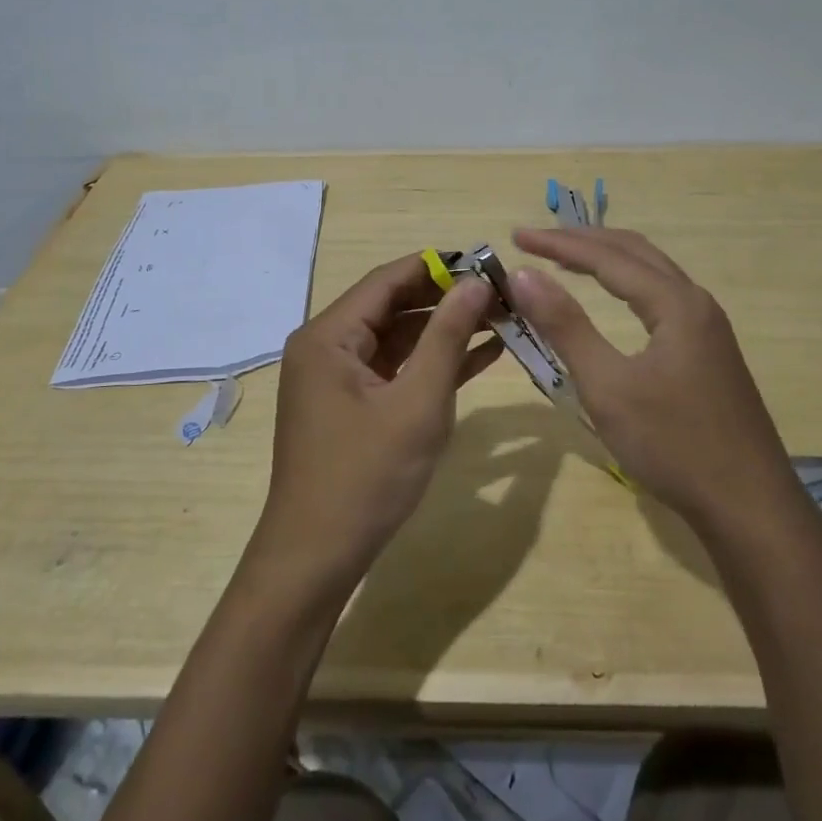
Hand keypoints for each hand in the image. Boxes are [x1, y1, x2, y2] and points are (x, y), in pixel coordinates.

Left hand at [252, 253, 503, 590]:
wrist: (318, 558)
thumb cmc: (366, 476)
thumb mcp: (417, 402)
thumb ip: (447, 337)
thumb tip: (475, 282)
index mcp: (329, 335)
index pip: (388, 279)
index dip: (440, 266)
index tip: (489, 262)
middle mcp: (327, 346)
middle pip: (393, 306)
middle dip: (448, 299)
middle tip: (503, 295)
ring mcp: (338, 377)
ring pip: (398, 338)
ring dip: (445, 331)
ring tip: (502, 320)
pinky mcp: (352, 404)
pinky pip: (395, 369)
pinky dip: (432, 363)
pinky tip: (482, 355)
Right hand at [508, 227, 792, 521]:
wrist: (749, 506)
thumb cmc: (673, 444)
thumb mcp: (608, 386)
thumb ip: (565, 326)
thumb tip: (524, 275)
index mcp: (675, 304)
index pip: (607, 257)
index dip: (559, 243)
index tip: (516, 236)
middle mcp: (696, 303)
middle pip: (635, 252)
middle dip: (583, 241)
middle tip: (536, 240)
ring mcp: (708, 328)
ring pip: (652, 273)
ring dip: (607, 259)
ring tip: (566, 259)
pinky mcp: (709, 352)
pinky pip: (662, 297)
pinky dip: (627, 284)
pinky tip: (614, 299)